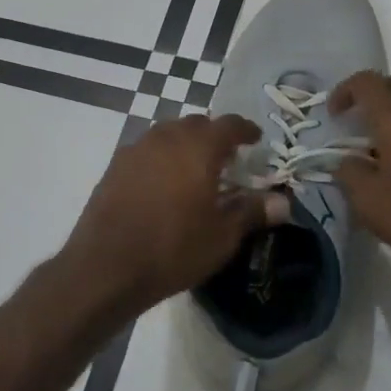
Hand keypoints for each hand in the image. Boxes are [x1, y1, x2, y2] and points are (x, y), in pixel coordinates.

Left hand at [61, 114, 287, 314]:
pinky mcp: (114, 167)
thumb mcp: (222, 236)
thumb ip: (252, 211)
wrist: (106, 266)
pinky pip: (146, 151)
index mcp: (198, 147)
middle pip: (196, 124)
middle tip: (226, 159)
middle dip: (214, 136)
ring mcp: (135, 149)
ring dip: (185, 145)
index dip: (245, 130)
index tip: (255, 139)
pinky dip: (161, 158)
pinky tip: (163, 184)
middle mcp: (165, 138)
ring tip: (194, 171)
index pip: (228, 124)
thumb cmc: (173, 249)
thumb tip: (283, 202)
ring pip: (167, 134)